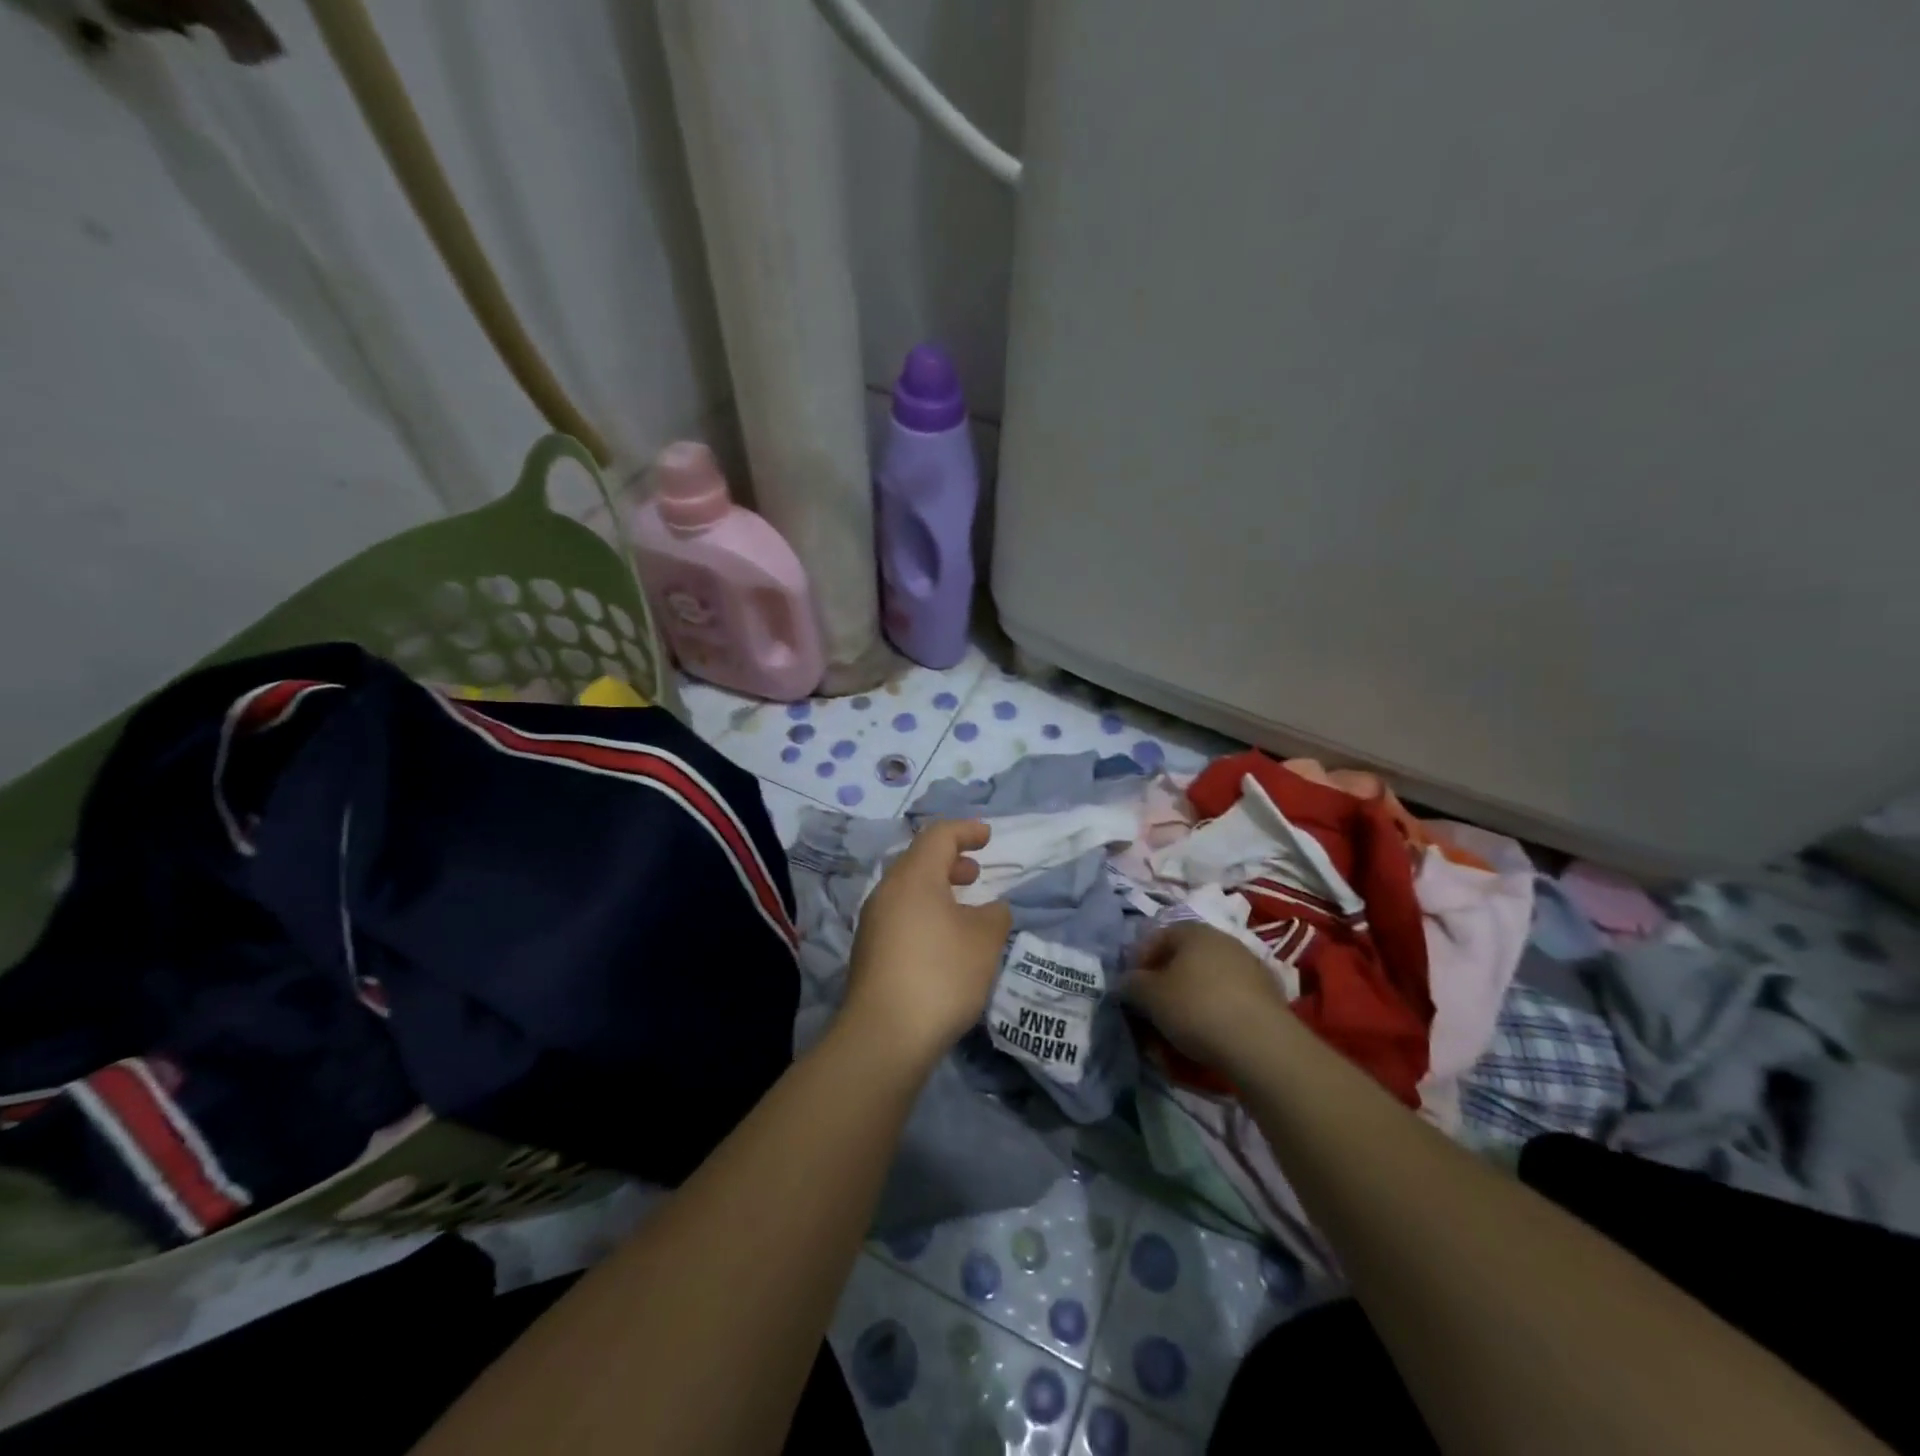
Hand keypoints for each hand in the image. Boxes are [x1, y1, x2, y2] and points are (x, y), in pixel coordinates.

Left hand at [843, 820, 1013, 1073]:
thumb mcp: (984, 940)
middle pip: (918, 861)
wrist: (884, 1036)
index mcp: (913, 877)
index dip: (966, 831)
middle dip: (950, 861)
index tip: (988, 836)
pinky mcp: (869, 952)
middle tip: (975, 873)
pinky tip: (943, 941)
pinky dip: (925, 913)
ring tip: (964, 909)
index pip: (938, 836)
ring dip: (937, 890)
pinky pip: (901, 916)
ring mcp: (873, 923)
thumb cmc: (941, 974)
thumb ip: (994, 915)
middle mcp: (886, 892)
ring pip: (908, 890)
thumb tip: (989, 910)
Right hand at [1125, 923, 1294, 1078]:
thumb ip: (1131, 984)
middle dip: (1164, 986)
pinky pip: (1228, 1001)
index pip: (1156, 937)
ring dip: (1188, 1002)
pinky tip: (1207, 1038)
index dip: (1138, 962)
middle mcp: (1223, 940)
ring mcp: (1249, 967)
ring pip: (1206, 982)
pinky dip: (1213, 1014)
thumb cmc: (1196, 1007)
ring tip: (1177, 1033)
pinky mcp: (1268, 996)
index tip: (1131, 990)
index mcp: (1194, 930)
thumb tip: (1126, 982)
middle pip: (1183, 960)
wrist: (1262, 1044)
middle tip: (1152, 1013)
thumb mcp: (1149, 996)